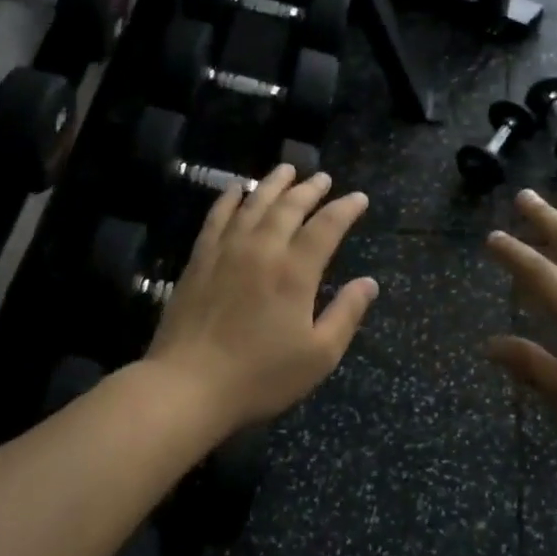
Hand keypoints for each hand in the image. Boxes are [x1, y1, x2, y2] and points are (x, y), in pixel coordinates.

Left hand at [145, 166, 378, 433]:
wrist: (187, 386)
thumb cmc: (260, 376)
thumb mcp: (318, 355)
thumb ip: (346, 314)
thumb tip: (369, 283)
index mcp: (295, 271)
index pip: (326, 226)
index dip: (345, 209)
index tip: (359, 198)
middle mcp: (261, 249)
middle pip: (289, 206)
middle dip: (310, 189)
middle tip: (323, 178)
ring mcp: (226, 251)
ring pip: (253, 204)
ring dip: (272, 184)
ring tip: (286, 169)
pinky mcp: (199, 260)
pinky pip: (216, 217)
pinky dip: (229, 199)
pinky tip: (235, 189)